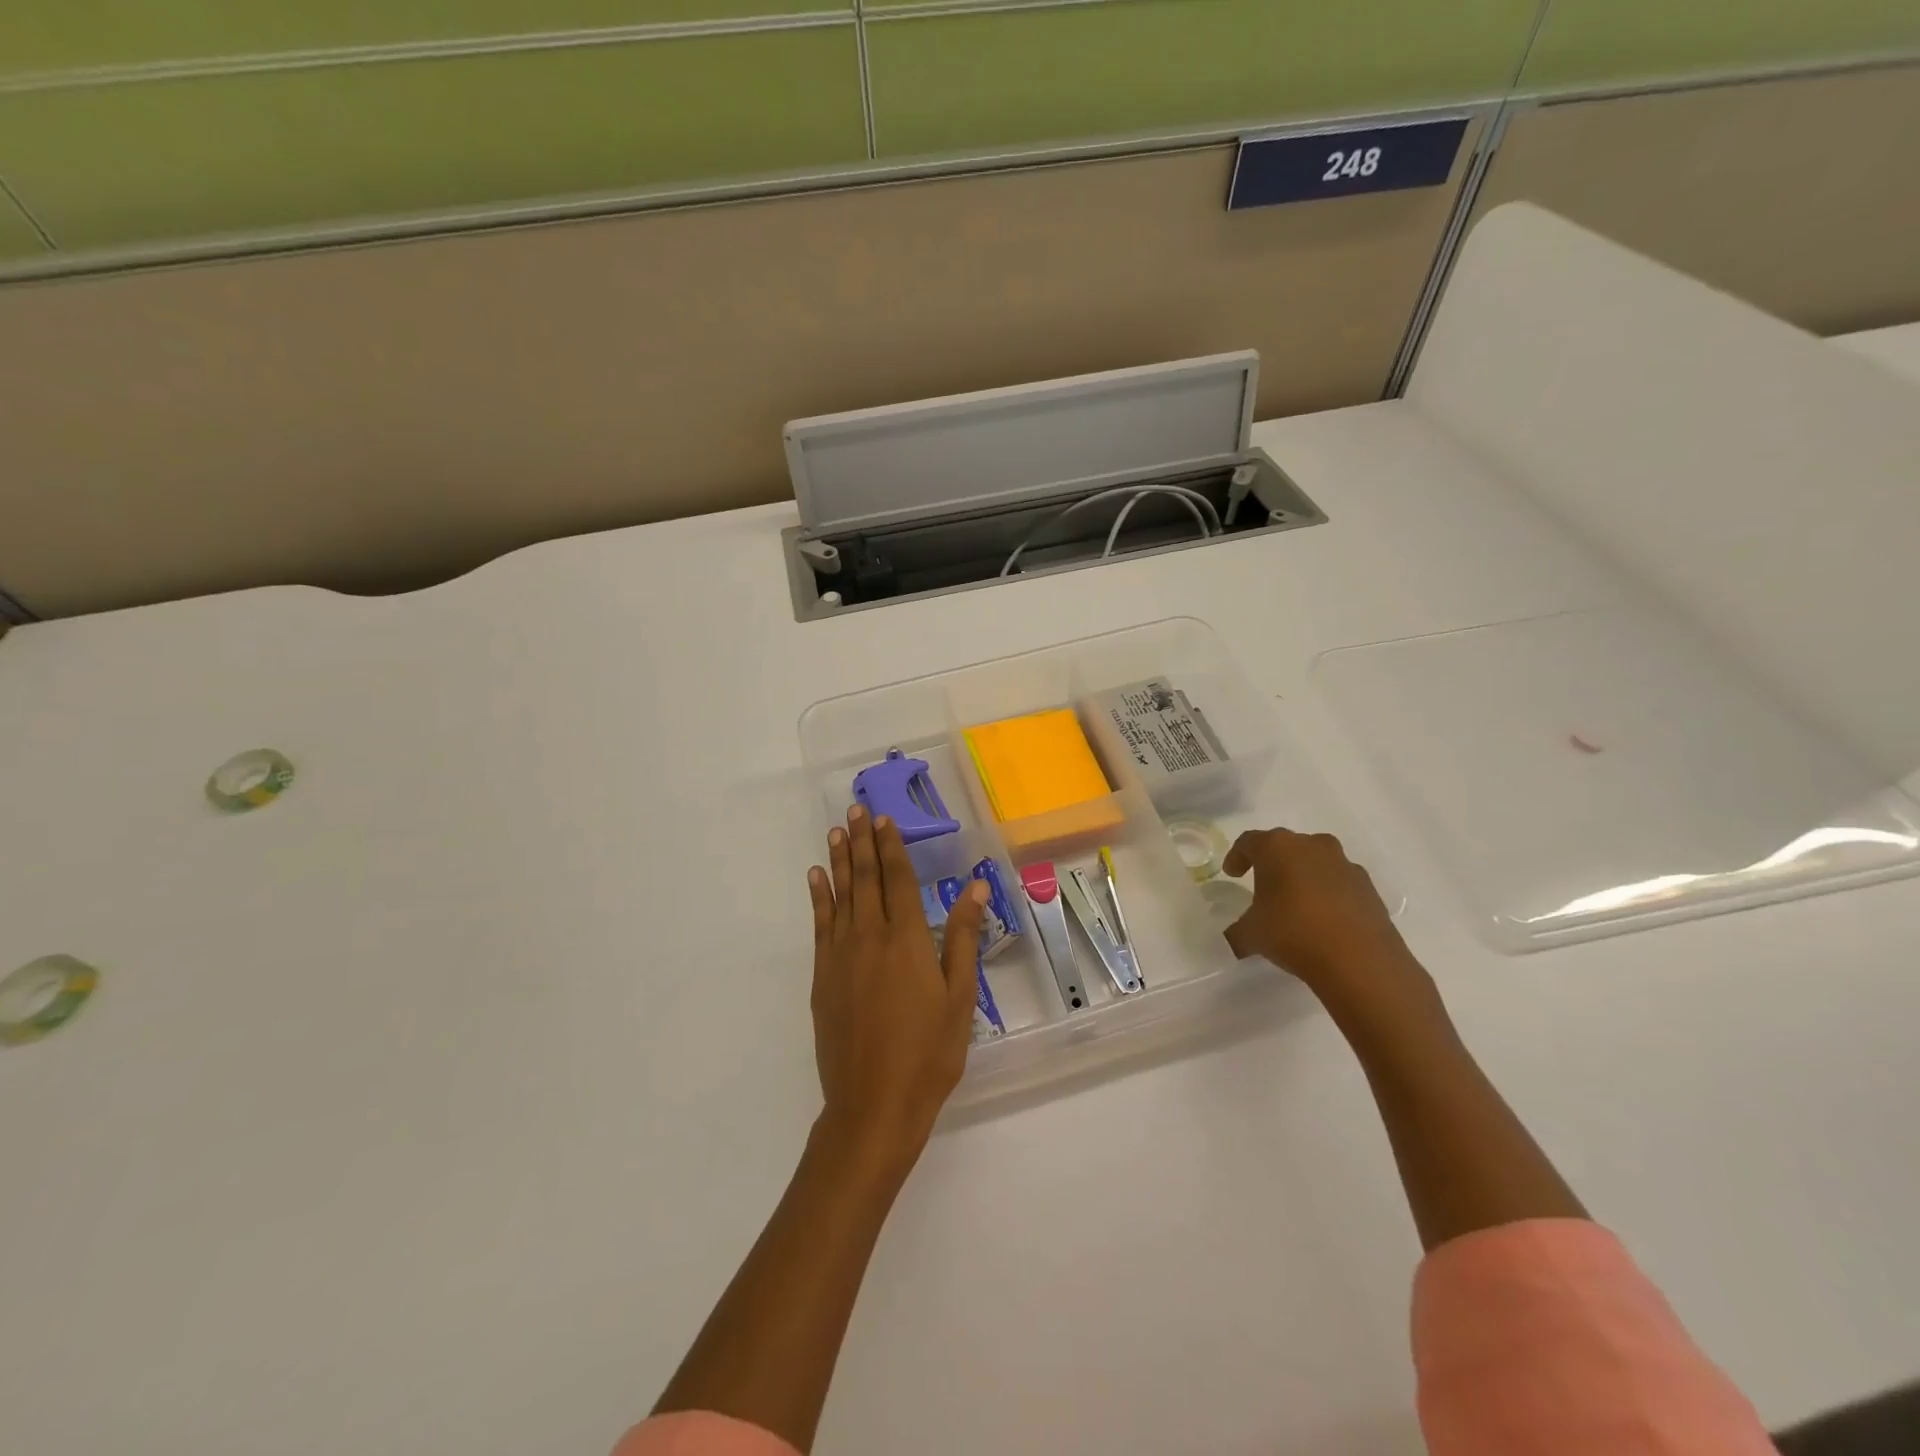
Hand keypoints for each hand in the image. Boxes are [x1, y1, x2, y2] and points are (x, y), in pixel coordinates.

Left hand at [807, 805, 988, 1172]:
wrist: (873, 1104)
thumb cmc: (928, 1052)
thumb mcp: (959, 997)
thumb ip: (963, 937)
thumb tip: (976, 887)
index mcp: (908, 939)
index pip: (899, 879)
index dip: (892, 847)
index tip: (885, 820)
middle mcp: (870, 936)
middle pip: (866, 878)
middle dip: (862, 842)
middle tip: (857, 810)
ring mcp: (841, 955)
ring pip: (840, 895)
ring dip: (839, 861)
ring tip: (836, 832)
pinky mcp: (823, 976)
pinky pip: (820, 925)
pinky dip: (819, 897)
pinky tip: (816, 879)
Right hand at [1221, 828, 1432, 1017]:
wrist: (1359, 960)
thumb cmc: (1293, 933)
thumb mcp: (1252, 935)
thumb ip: (1238, 931)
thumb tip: (1235, 938)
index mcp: (1277, 847)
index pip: (1248, 842)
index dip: (1237, 857)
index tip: (1232, 874)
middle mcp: (1312, 845)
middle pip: (1285, 847)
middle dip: (1272, 864)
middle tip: (1263, 887)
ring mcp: (1344, 864)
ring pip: (1315, 862)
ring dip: (1303, 877)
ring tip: (1296, 904)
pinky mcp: (1368, 886)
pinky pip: (1339, 882)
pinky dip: (1328, 894)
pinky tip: (1324, 920)